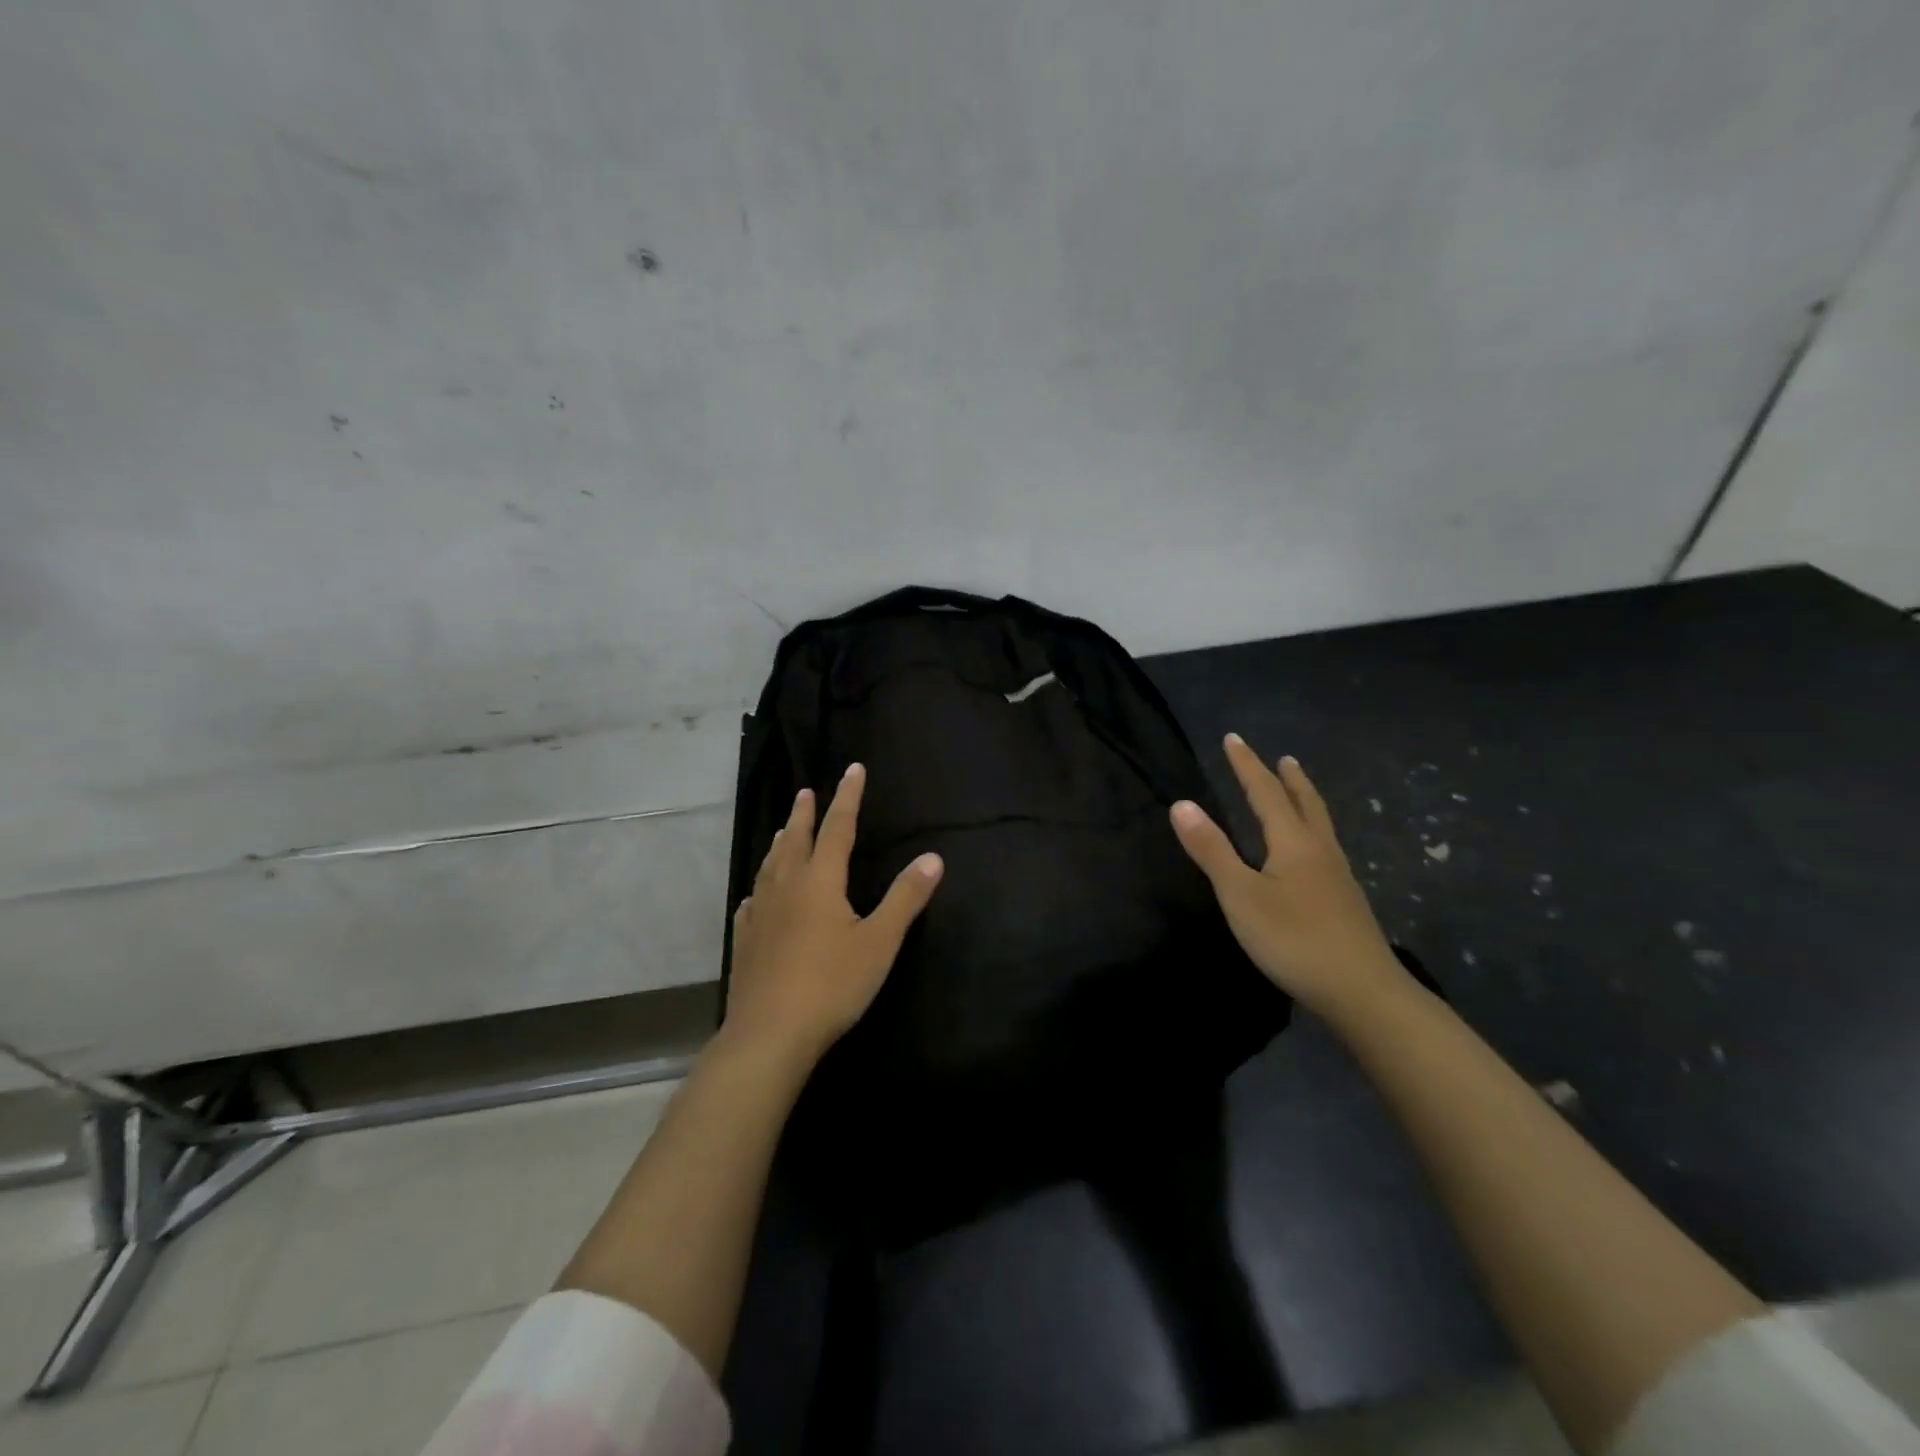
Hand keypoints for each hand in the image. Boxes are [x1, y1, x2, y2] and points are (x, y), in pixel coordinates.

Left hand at [724, 763, 943, 1064]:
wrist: (770, 1033)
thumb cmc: (831, 984)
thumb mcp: (879, 941)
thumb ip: (905, 898)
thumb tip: (933, 857)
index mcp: (820, 880)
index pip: (838, 827)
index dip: (848, 797)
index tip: (852, 769)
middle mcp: (787, 886)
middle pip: (797, 839)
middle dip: (805, 813)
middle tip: (806, 791)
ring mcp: (761, 912)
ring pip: (771, 865)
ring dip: (781, 842)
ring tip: (785, 830)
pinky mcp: (746, 938)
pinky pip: (753, 898)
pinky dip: (761, 884)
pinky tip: (758, 893)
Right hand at [1170, 734, 1410, 1022]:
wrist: (1363, 991)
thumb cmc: (1293, 939)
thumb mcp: (1240, 895)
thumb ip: (1212, 850)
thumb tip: (1181, 803)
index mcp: (1293, 842)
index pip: (1264, 792)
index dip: (1246, 765)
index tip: (1233, 738)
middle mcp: (1320, 850)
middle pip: (1304, 803)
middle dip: (1288, 778)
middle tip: (1283, 758)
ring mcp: (1338, 876)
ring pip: (1321, 825)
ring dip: (1306, 801)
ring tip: (1300, 792)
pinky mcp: (1347, 901)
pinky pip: (1327, 848)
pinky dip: (1315, 831)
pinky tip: (1314, 852)